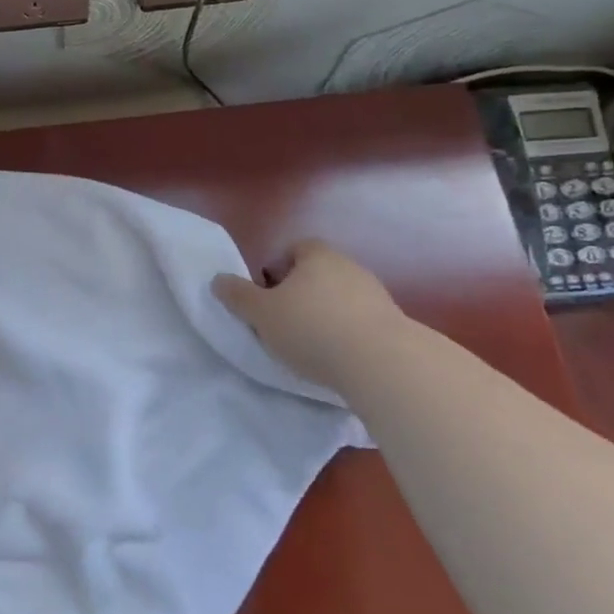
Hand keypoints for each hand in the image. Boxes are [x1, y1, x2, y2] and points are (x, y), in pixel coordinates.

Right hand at [212, 240, 405, 388]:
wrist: (382, 364)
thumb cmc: (311, 328)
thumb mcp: (261, 313)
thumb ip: (237, 295)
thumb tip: (218, 280)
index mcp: (317, 255)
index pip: (294, 249)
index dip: (276, 269)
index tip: (266, 296)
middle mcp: (349, 267)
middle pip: (317, 273)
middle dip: (299, 293)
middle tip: (281, 321)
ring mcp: (376, 295)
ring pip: (340, 298)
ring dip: (325, 314)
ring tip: (310, 345)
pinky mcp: (394, 324)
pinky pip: (361, 322)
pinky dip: (347, 334)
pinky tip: (337, 357)